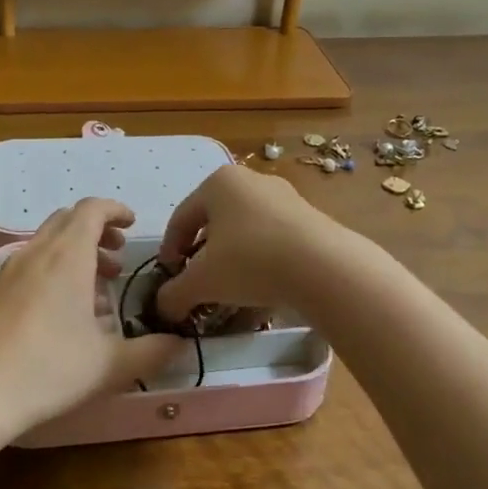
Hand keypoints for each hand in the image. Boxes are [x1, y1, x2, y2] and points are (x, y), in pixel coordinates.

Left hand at [0, 198, 186, 435]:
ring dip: (74, 254)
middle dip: (96, 232)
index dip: (115, 210)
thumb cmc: (48, 370)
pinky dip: (52, 271)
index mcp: (67, 256)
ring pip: (47, 244)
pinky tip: (62, 315)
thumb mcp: (110, 365)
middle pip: (67, 221)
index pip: (91, 210)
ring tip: (96, 291)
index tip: (133, 225)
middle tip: (117, 258)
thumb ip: (151, 351)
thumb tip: (179, 343)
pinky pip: (29, 266)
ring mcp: (8, 272)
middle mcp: (36, 254)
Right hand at [156, 165, 338, 323]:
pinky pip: (273, 239)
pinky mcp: (310, 218)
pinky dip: (260, 261)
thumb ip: (175, 294)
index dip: (169, 250)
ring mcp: (285, 197)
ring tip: (230, 290)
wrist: (325, 267)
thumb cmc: (251, 261)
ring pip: (245, 231)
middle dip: (202, 255)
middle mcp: (250, 181)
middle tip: (198, 282)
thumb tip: (162, 307)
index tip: (169, 277)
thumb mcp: (202, 281)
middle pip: (214, 222)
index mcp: (218, 183)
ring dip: (232, 259)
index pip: (181, 218)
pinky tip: (262, 287)